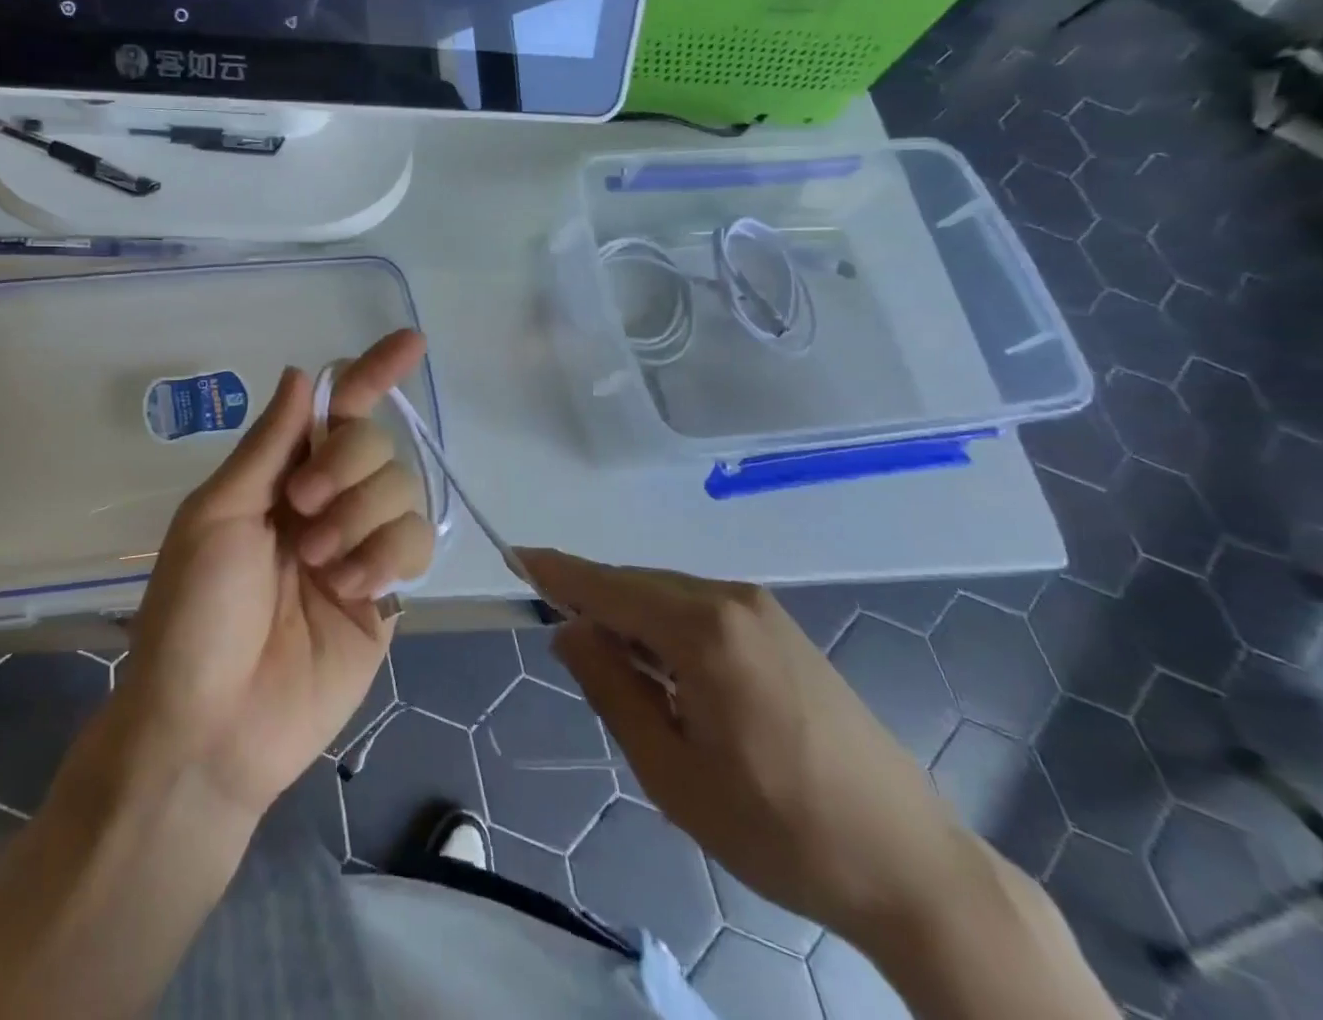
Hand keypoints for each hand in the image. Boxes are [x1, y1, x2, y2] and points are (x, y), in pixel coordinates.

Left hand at [116, 331, 434, 819]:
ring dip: (360, 518)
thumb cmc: (194, 613)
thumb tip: (304, 375)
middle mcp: (327, 500)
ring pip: (402, 488)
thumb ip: (269, 445)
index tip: (410, 341)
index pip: (338, 410)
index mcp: (281, 476)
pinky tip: (350, 590)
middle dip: (346, 467)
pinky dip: (385, 556)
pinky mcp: (388, 592)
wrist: (212, 726)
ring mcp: (360, 546)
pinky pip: (417, 542)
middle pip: (375, 442)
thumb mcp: (217, 515)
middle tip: (302, 512)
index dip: (373, 373)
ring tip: (318, 566)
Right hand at [518, 550, 979, 947]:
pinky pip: (701, 611)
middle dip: (594, 604)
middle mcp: (731, 600)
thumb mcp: (673, 773)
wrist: (911, 867)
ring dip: (632, 621)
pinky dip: (666, 629)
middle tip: (564, 644)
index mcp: (703, 630)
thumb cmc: (780, 830)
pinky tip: (667, 674)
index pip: (608, 586)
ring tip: (618, 674)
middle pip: (637, 586)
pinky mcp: (782, 631)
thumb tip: (570, 631)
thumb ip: (612, 690)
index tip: (514, 557)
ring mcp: (763, 611)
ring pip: (668, 596)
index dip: (557, 573)